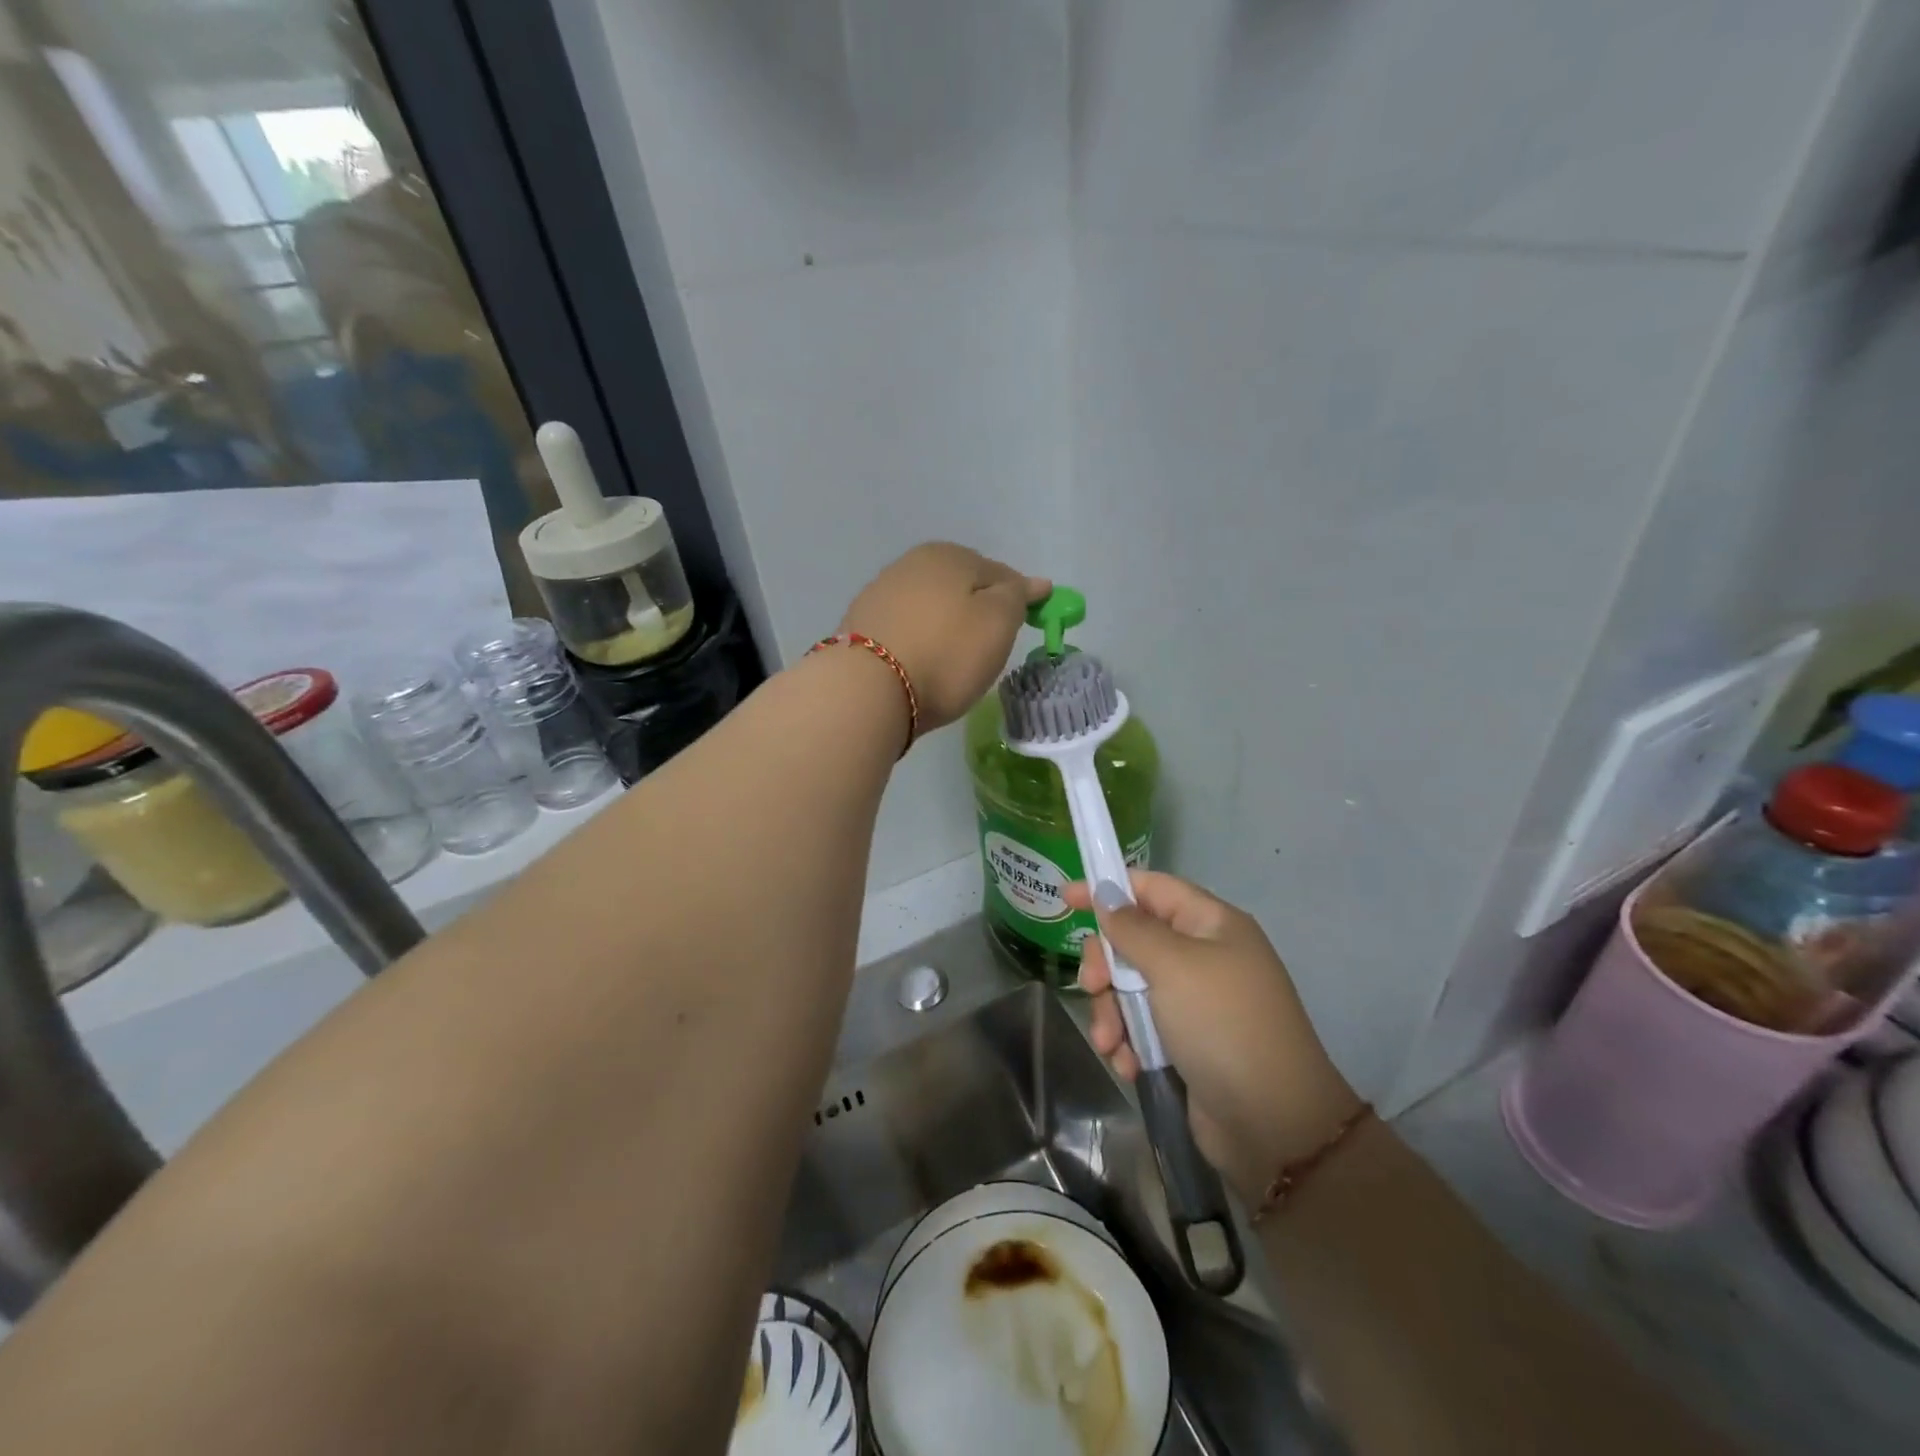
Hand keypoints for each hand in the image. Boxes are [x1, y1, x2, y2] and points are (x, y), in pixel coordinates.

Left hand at [838, 543, 1049, 733]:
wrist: (867, 690)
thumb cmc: (946, 653)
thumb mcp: (999, 622)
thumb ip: (1018, 596)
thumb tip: (1034, 582)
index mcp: (949, 555)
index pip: (998, 572)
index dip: (1017, 597)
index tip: (1027, 622)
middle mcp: (911, 564)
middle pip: (960, 586)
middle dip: (977, 609)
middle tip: (990, 644)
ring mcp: (880, 594)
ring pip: (930, 607)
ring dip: (945, 625)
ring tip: (954, 658)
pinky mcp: (861, 628)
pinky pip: (906, 629)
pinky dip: (919, 640)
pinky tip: (922, 662)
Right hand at [1065, 871, 1361, 1204]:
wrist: (1273, 1125)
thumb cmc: (1223, 1025)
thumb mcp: (1174, 966)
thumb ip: (1132, 928)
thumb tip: (1107, 894)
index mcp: (1211, 925)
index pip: (1151, 889)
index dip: (1108, 889)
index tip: (1065, 898)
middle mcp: (1204, 957)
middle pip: (1134, 940)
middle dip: (1107, 965)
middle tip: (1092, 986)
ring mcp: (1196, 1002)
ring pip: (1131, 988)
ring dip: (1112, 1012)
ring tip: (1110, 1042)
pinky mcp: (1187, 1043)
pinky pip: (1142, 1027)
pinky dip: (1129, 1042)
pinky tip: (1128, 1065)